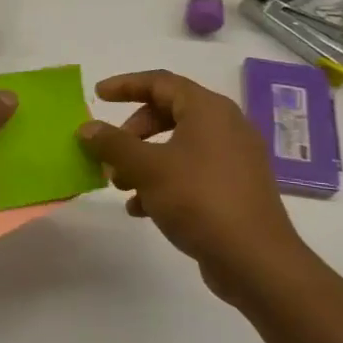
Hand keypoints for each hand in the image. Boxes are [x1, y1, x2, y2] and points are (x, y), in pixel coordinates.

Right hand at [77, 69, 315, 306]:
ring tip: (119, 184)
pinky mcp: (234, 188)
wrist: (255, 260)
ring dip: (143, 160)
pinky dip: (163, 181)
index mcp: (208, 110)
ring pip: (177, 146)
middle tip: (110, 152)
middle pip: (168, 113)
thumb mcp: (147, 168)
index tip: (98, 95)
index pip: (160, 82)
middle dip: (132, 132)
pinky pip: (191, 172)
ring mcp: (233, 159)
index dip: (126, 85)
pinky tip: (141, 209)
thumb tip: (87, 128)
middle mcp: (225, 127)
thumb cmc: (199, 199)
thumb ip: (113, 144)